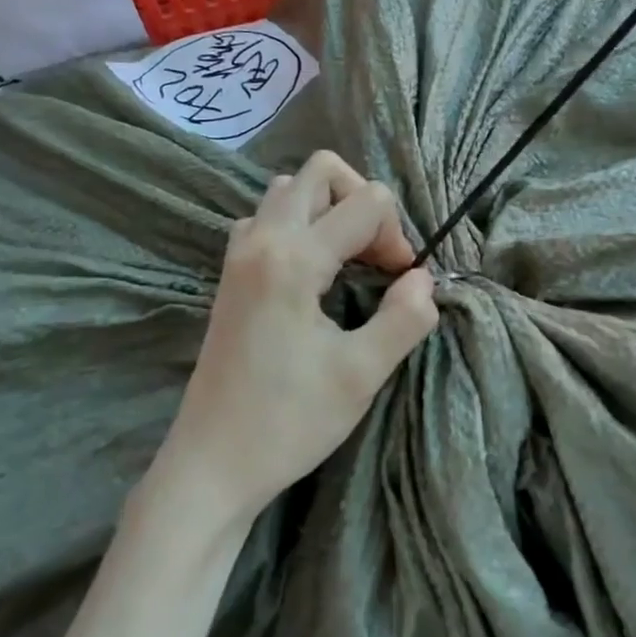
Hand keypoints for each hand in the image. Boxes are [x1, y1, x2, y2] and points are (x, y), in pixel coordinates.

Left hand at [152, 151, 437, 529]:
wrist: (212, 464)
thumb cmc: (288, 421)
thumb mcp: (362, 374)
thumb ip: (405, 317)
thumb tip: (423, 279)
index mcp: (294, 257)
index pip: (367, 202)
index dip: (397, 236)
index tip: (400, 285)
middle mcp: (261, 239)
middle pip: (321, 172)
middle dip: (362, 202)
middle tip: (376, 257)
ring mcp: (238, 254)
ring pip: (291, 190)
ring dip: (330, 210)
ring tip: (348, 261)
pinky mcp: (230, 274)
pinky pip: (268, 218)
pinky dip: (300, 225)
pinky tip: (313, 272)